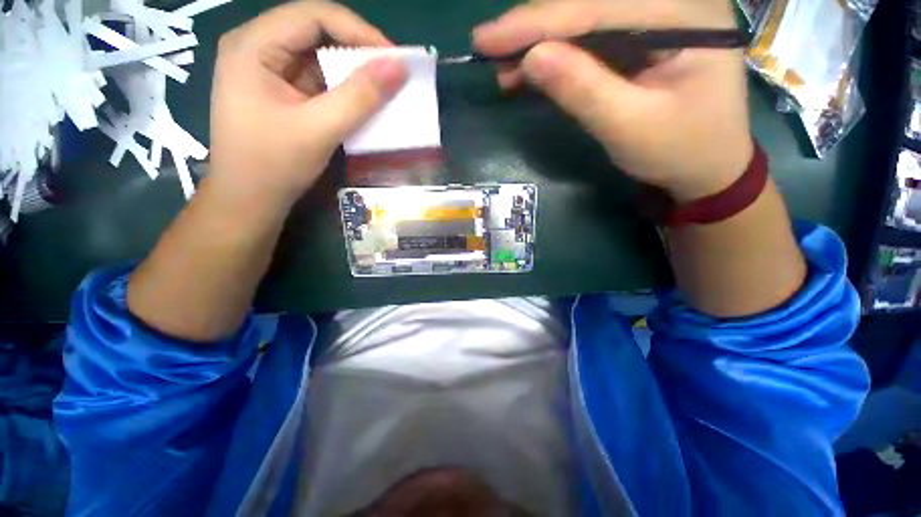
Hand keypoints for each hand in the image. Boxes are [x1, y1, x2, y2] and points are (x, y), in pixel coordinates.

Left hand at [208, 1, 406, 209]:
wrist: (249, 200)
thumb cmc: (274, 165)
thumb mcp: (319, 129)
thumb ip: (360, 96)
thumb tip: (399, 67)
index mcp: (253, 45)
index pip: (314, 16)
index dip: (358, 31)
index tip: (393, 58)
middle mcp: (256, 48)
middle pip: (315, 31)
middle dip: (357, 51)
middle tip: (390, 74)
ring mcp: (267, 70)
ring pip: (318, 56)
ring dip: (352, 72)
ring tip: (380, 89)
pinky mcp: (279, 91)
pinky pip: (316, 79)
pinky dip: (341, 89)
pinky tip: (359, 103)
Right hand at [473, 0, 752, 201]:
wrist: (707, 166)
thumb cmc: (679, 151)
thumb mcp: (629, 127)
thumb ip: (583, 89)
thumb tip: (531, 58)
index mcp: (685, 13)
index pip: (597, 7)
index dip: (536, 22)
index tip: (485, 38)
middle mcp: (672, 0)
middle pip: (589, 2)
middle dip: (534, 28)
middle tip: (490, 51)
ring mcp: (656, 15)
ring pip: (585, 16)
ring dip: (540, 40)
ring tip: (505, 68)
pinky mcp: (641, 36)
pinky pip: (590, 35)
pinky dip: (556, 52)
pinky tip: (530, 67)